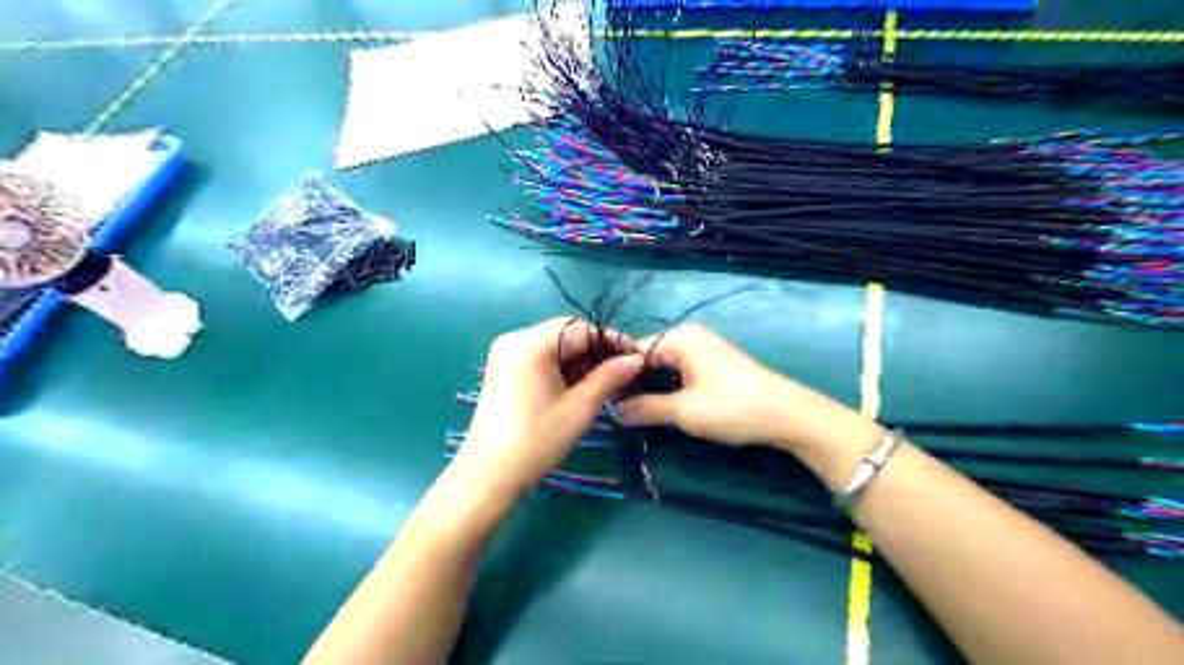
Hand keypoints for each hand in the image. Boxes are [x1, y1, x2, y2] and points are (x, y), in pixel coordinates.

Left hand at [454, 316, 643, 497]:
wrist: (489, 475)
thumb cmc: (537, 440)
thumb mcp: (580, 408)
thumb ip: (609, 377)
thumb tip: (636, 359)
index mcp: (531, 343)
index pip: (581, 328)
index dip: (612, 341)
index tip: (637, 358)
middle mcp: (515, 339)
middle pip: (566, 335)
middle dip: (596, 352)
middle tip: (624, 373)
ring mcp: (506, 354)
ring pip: (554, 347)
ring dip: (580, 362)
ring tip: (606, 384)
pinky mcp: (504, 370)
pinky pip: (540, 359)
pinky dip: (562, 369)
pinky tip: (580, 388)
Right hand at [609, 322, 866, 456]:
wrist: (788, 416)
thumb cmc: (732, 407)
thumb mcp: (684, 411)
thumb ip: (645, 409)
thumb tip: (613, 411)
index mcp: (680, 338)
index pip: (634, 352)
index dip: (616, 376)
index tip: (601, 399)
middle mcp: (690, 337)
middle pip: (649, 357)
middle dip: (633, 383)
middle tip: (613, 409)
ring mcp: (704, 349)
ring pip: (664, 367)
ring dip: (650, 388)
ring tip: (630, 411)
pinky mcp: (714, 364)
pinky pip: (680, 372)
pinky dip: (667, 388)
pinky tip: (658, 406)